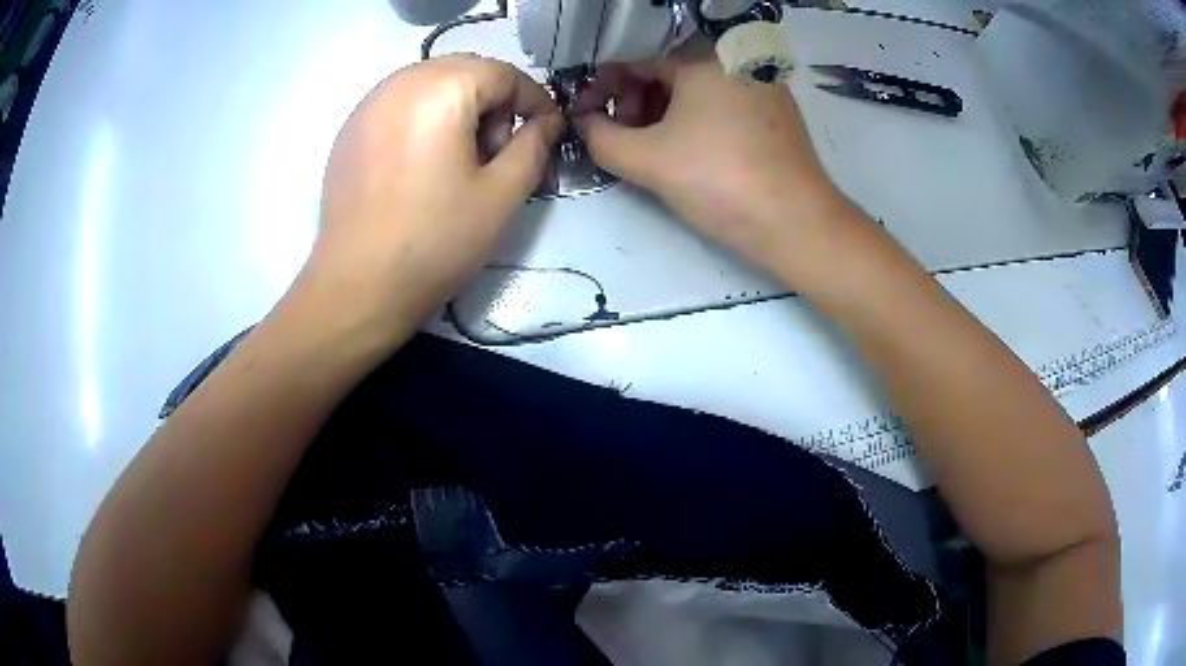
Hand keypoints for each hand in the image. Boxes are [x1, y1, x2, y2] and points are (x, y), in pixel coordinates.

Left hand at [290, 55, 563, 349]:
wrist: (357, 286)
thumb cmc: (434, 241)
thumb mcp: (502, 194)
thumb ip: (534, 146)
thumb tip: (548, 121)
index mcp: (442, 88)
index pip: (504, 73)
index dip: (534, 100)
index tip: (546, 134)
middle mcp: (400, 81)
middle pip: (466, 71)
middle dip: (494, 103)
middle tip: (498, 152)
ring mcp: (368, 104)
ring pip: (431, 84)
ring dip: (459, 109)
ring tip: (460, 161)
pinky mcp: (350, 130)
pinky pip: (401, 104)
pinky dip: (425, 119)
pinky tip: (423, 166)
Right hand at [576, 46, 851, 272]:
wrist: (797, 224)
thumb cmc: (719, 181)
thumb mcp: (646, 160)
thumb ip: (600, 137)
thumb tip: (583, 123)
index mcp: (704, 59)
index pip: (637, 61)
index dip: (604, 87)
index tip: (588, 116)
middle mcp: (736, 61)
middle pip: (668, 74)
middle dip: (634, 104)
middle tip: (622, 140)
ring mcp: (762, 87)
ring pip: (697, 92)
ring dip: (663, 116)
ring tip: (650, 153)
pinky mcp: (778, 114)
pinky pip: (723, 107)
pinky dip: (696, 123)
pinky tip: (687, 154)